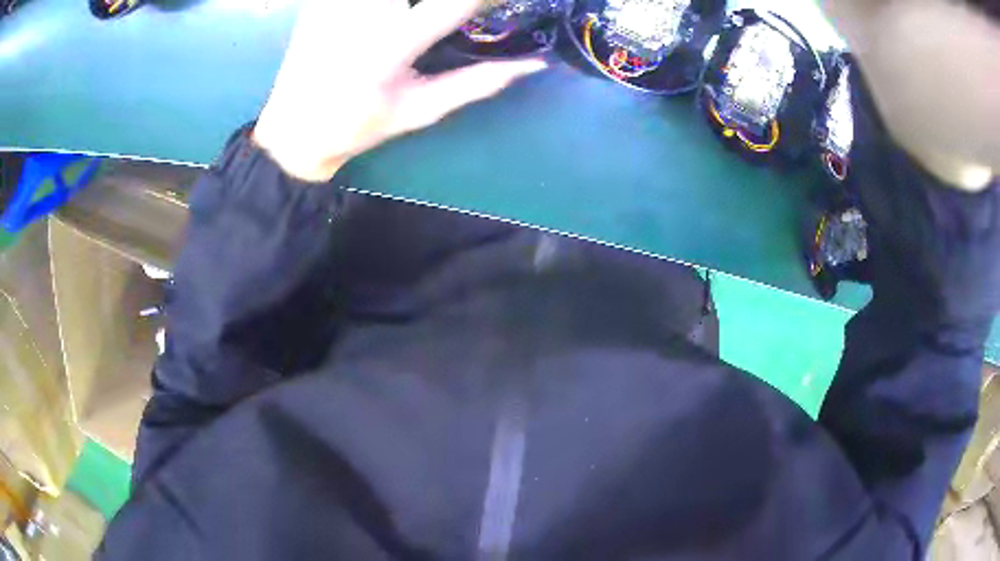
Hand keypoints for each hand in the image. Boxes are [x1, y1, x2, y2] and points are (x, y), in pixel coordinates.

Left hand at [253, 0, 546, 181]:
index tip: (501, 1)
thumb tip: (531, 63)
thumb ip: (478, 82)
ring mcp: (335, 5)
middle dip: (450, 1)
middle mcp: (361, 17)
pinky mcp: (321, 1)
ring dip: (412, 1)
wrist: (292, 129)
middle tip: (466, 9)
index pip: (455, 3)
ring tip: (421, 16)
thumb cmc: (359, 126)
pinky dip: (386, 5)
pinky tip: (393, 14)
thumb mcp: (422, 109)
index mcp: (389, 48)